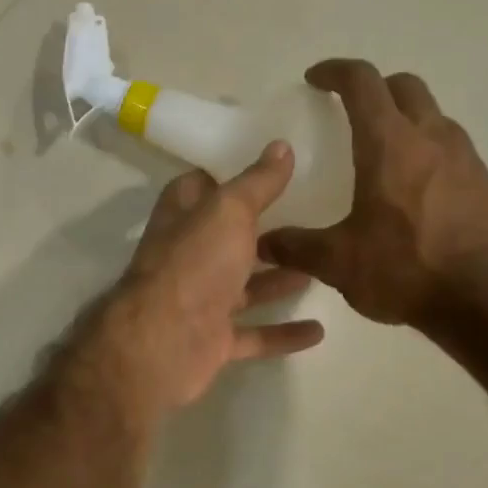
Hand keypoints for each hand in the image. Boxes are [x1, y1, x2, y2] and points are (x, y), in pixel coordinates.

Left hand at [84, 143, 325, 420]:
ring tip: (323, 267)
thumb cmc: (195, 264)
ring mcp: (201, 299)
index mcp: (184, 216)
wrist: (163, 342)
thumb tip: (280, 146)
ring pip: (245, 286)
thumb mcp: (229, 211)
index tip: (275, 164)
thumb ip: (257, 182)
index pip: (206, 186)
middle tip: (316, 216)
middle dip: (266, 230)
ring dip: (279, 279)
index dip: (234, 174)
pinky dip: (283, 333)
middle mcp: (190, 255)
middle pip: (230, 237)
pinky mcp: (214, 339)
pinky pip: (255, 334)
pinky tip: (319, 330)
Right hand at [259, 60, 487, 327]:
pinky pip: (451, 148)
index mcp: (390, 144)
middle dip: (374, 87)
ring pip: (433, 114)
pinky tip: (415, 188)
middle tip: (350, 109)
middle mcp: (432, 137)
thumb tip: (263, 241)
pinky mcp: (485, 183)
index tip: (315, 79)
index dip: (335, 71)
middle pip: (404, 86)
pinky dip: (427, 149)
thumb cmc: (406, 268)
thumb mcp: (338, 261)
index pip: (363, 82)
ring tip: (382, 150)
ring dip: (405, 118)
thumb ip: (296, 246)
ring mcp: (465, 158)